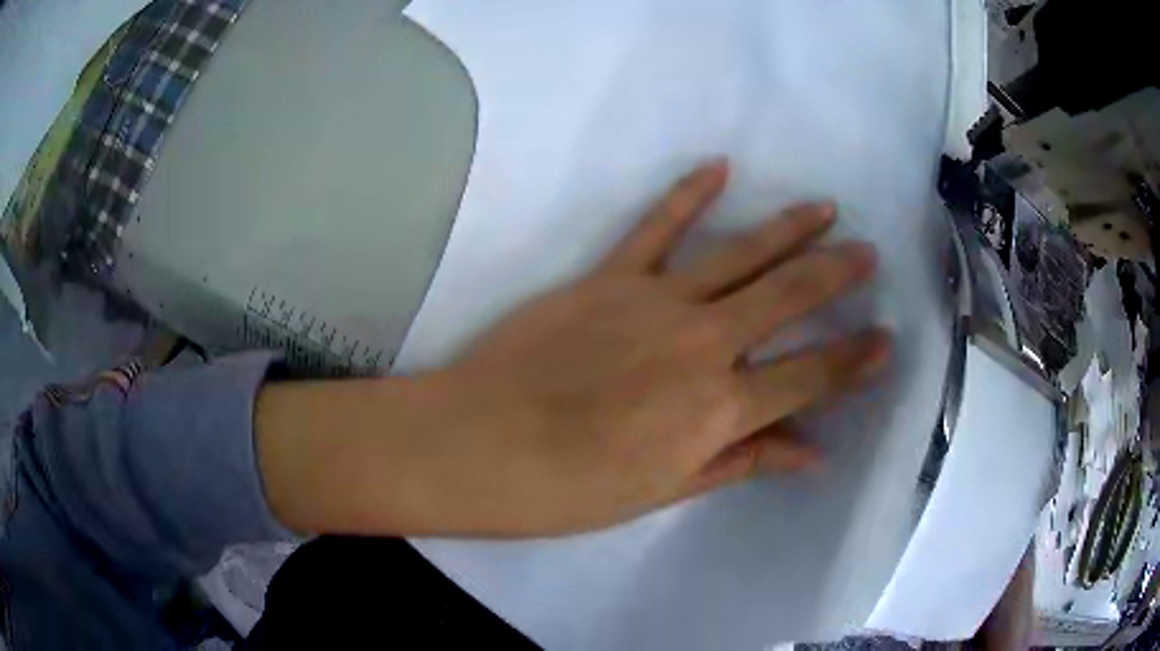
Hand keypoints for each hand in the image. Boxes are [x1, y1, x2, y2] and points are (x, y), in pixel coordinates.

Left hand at [257, 160, 890, 537]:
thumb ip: (742, 461)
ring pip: (740, 254)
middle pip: (789, 298)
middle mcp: (702, 343)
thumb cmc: (568, 489)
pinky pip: (656, 227)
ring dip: (788, 228)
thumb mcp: (664, 490)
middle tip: (868, 255)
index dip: (855, 361)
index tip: (886, 341)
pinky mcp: (607, 277)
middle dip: (837, 276)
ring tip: (825, 208)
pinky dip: (688, 194)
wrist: (477, 445)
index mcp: (719, 408)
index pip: (811, 377)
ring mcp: (655, 301)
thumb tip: (811, 453)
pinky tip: (719, 168)